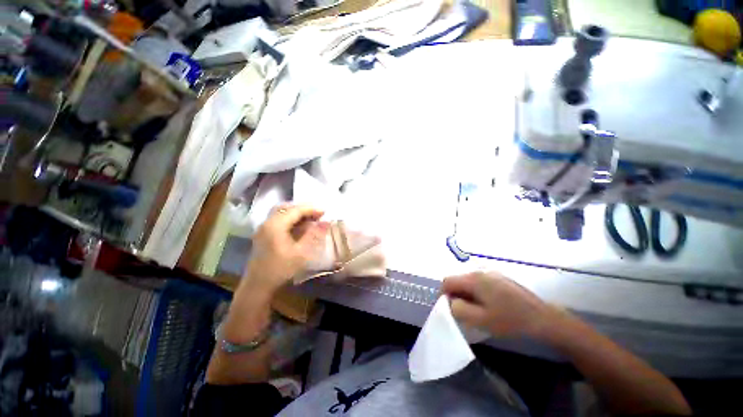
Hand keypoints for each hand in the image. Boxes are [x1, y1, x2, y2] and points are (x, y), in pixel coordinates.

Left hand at [242, 204, 329, 295]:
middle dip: (303, 209)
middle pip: (287, 208)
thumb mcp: (301, 252)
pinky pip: (278, 219)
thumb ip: (313, 235)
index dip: (311, 209)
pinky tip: (299, 226)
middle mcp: (267, 222)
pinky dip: (290, 218)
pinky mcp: (263, 234)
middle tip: (317, 214)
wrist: (258, 286)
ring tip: (310, 218)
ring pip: (281, 212)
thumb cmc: (281, 269)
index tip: (325, 212)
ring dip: (296, 213)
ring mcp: (263, 228)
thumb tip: (325, 223)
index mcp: (276, 225)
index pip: (295, 210)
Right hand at [441, 271, 559, 339]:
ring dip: (466, 293)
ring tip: (475, 309)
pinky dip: (476, 291)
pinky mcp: (499, 277)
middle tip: (463, 311)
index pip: (447, 281)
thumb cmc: (510, 320)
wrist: (542, 318)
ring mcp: (491, 272)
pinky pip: (479, 281)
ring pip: (468, 281)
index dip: (443, 294)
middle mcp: (479, 271)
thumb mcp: (480, 319)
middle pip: (457, 280)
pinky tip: (487, 304)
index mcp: (473, 279)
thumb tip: (450, 302)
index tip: (449, 309)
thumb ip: (458, 309)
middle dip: (455, 294)